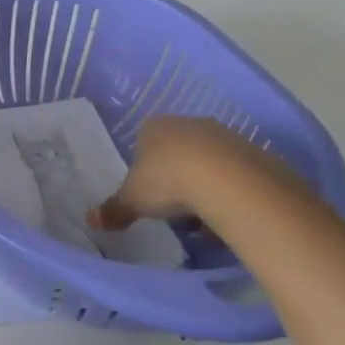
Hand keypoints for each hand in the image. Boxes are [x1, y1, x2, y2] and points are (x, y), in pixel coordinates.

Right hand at [87, 115, 285, 229]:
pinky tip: (227, 215)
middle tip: (173, 206)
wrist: (229, 181)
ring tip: (203, 219)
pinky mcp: (254, 152)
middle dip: (176, 176)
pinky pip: (236, 174)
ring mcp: (224, 135)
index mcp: (155, 127)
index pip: (144, 141)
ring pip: (209, 162)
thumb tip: (90, 221)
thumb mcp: (134, 200)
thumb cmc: (168, 181)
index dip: (145, 167)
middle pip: (178, 150)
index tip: (148, 191)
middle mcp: (189, 124)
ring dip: (205, 185)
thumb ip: (114, 209)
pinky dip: (230, 192)